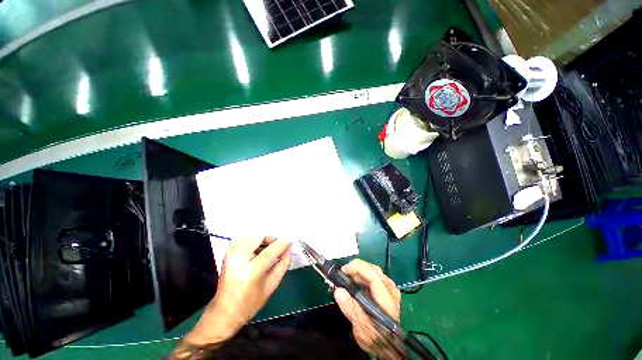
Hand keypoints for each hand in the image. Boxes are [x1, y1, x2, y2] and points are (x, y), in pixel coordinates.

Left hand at [183, 236, 292, 345]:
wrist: (224, 312)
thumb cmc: (250, 303)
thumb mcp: (272, 286)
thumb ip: (283, 264)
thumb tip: (289, 249)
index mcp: (251, 271)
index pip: (272, 249)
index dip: (284, 243)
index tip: (290, 242)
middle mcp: (239, 258)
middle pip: (261, 237)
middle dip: (272, 239)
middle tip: (278, 246)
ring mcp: (231, 253)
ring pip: (253, 235)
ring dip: (263, 239)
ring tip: (269, 249)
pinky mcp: (228, 252)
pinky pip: (245, 238)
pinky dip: (255, 240)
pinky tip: (258, 250)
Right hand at [333, 259, 403, 359]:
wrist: (387, 346)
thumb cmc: (375, 338)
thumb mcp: (361, 327)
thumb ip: (351, 309)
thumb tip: (338, 291)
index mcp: (387, 299)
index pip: (373, 275)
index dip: (357, 268)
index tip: (343, 270)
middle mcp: (391, 290)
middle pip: (373, 269)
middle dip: (356, 268)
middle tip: (343, 274)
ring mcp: (390, 288)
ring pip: (373, 270)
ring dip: (359, 271)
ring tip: (347, 278)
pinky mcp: (387, 289)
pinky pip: (374, 275)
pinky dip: (363, 275)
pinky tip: (355, 282)